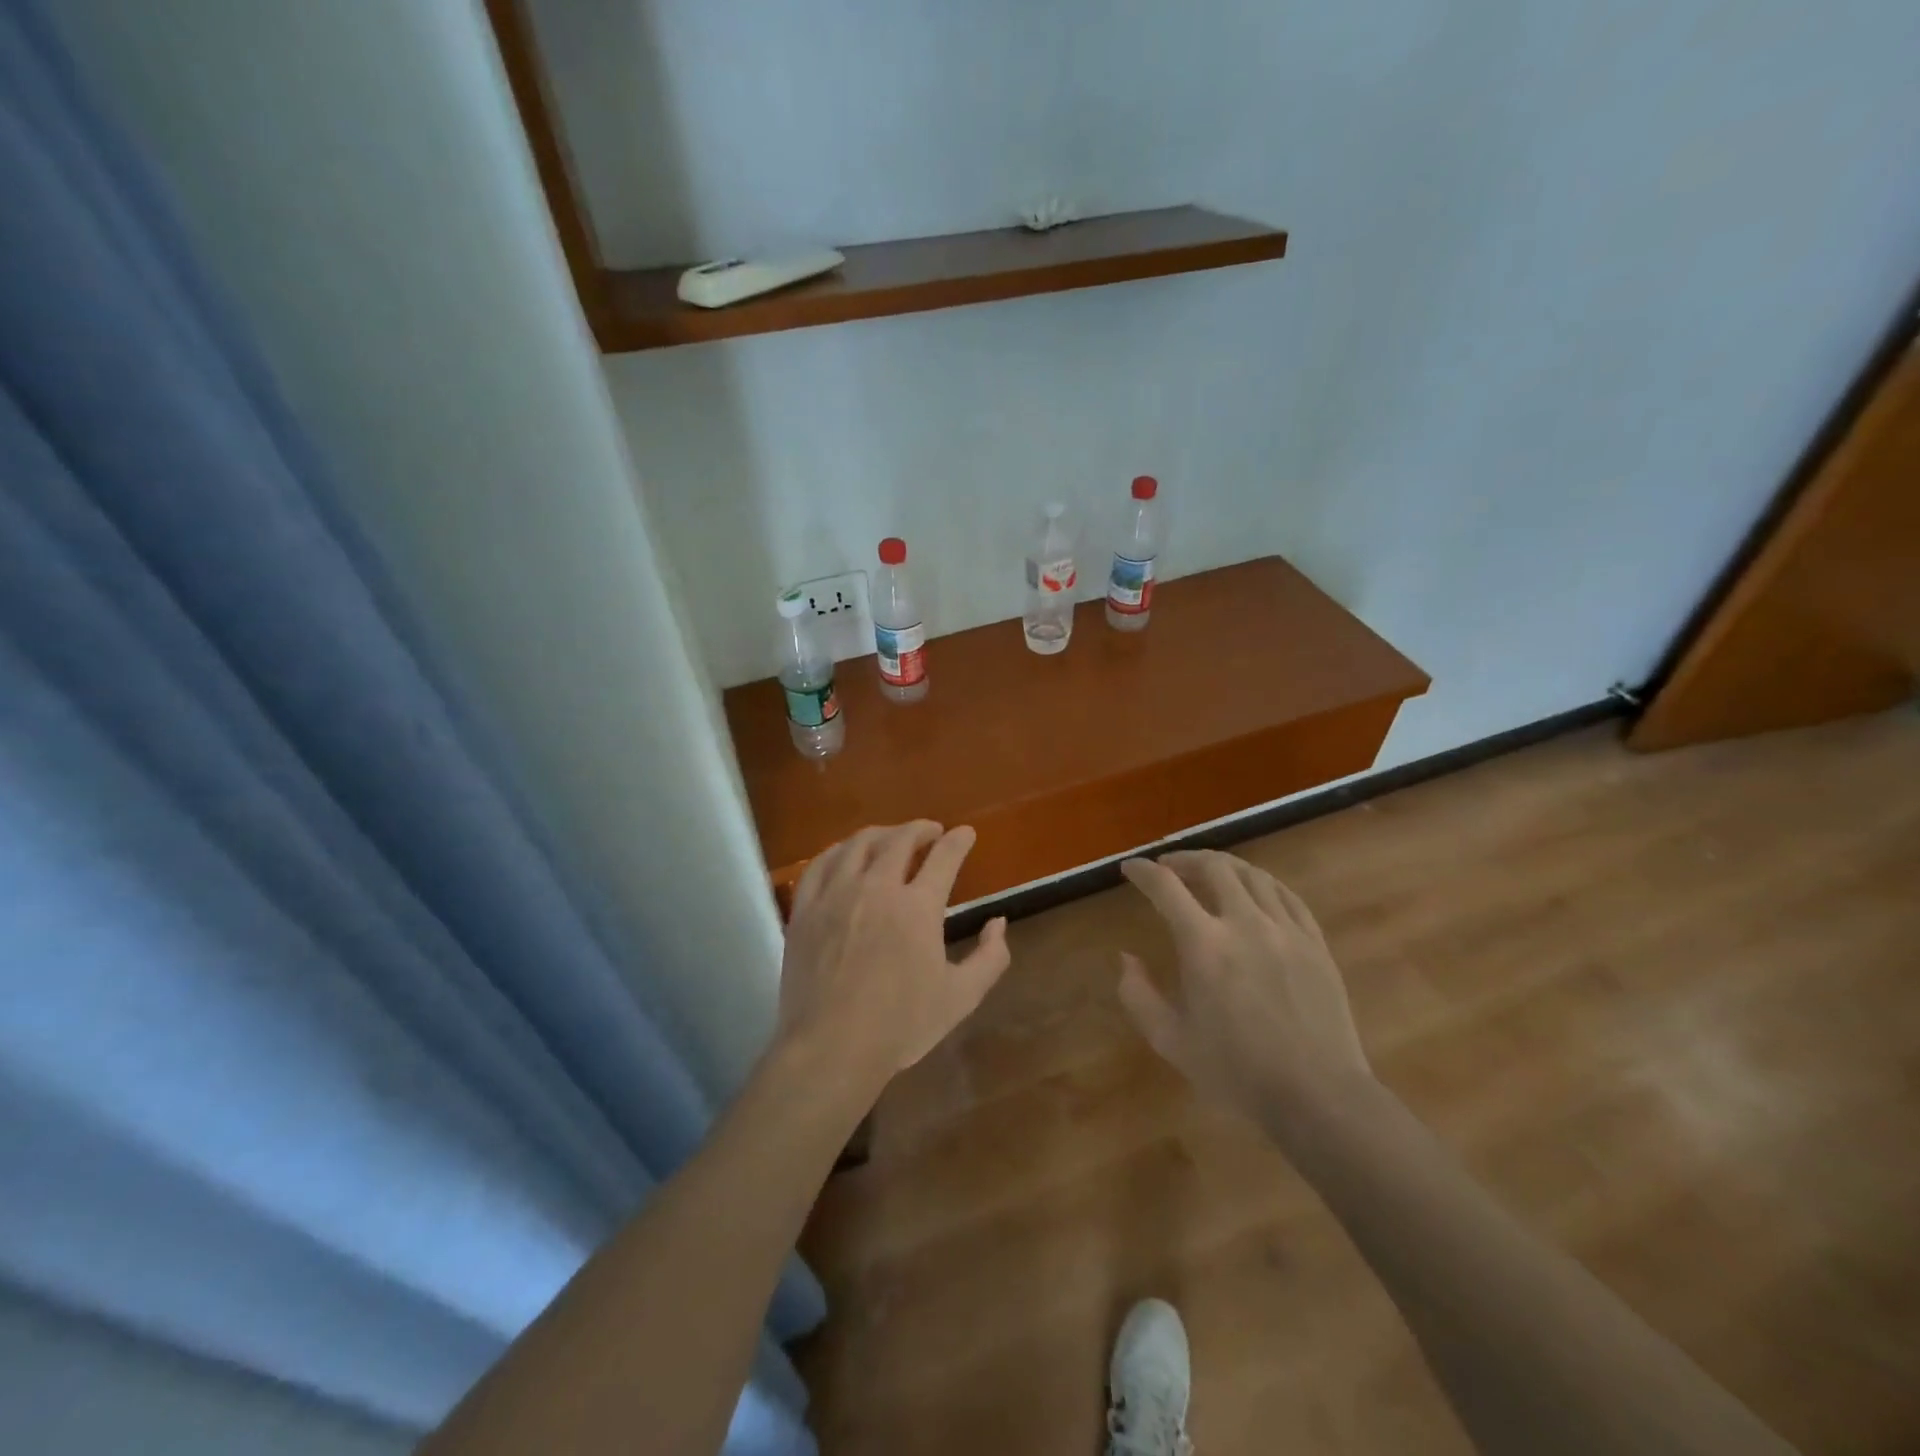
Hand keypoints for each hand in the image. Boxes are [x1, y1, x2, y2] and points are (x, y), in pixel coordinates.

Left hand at [776, 822, 1011, 1099]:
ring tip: (891, 838)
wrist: (832, 1047)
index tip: (966, 834)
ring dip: (881, 834)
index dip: (958, 841)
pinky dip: (838, 851)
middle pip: (899, 840)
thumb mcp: (961, 997)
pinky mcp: (805, 910)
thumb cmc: (901, 1025)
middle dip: (920, 829)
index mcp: (917, 907)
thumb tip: (998, 922)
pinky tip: (845, 855)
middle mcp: (876, 888)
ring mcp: (835, 895)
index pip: (944, 857)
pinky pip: (820, 865)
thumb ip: (990, 957)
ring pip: (858, 844)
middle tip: (930, 832)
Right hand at [1117, 850, 1372, 1124]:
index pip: (1166, 887)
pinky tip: (1255, 890)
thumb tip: (1126, 958)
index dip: (1143, 871)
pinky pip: (1287, 895)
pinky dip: (1263, 883)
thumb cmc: (1237, 1071)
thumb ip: (1138, 995)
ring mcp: (1285, 930)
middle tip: (1169, 867)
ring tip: (1209, 872)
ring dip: (1223, 866)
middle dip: (1185, 858)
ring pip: (1252, 874)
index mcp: (1204, 945)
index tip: (1130, 868)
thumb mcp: (1171, 1040)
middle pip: (1213, 867)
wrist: (1317, 1095)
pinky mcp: (1315, 942)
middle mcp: (1245, 923)